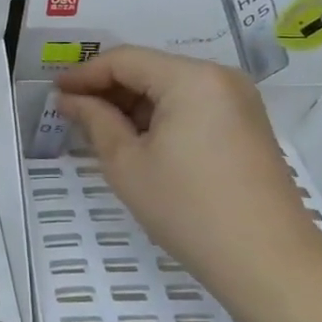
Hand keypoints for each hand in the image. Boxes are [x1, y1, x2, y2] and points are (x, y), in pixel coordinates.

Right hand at [54, 45, 321, 300]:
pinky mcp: (247, 125)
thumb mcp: (127, 164)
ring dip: (134, 105)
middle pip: (151, 69)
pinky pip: (193, 106)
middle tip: (73, 114)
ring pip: (172, 88)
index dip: (84, 74)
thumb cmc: (188, 209)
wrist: (267, 261)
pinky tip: (139, 142)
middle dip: (109, 89)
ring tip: (101, 131)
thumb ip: (95, 121)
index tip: (54, 93)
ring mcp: (239, 101)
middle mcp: (220, 77)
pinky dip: (161, 117)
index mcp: (191, 78)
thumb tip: (70, 99)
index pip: (125, 60)